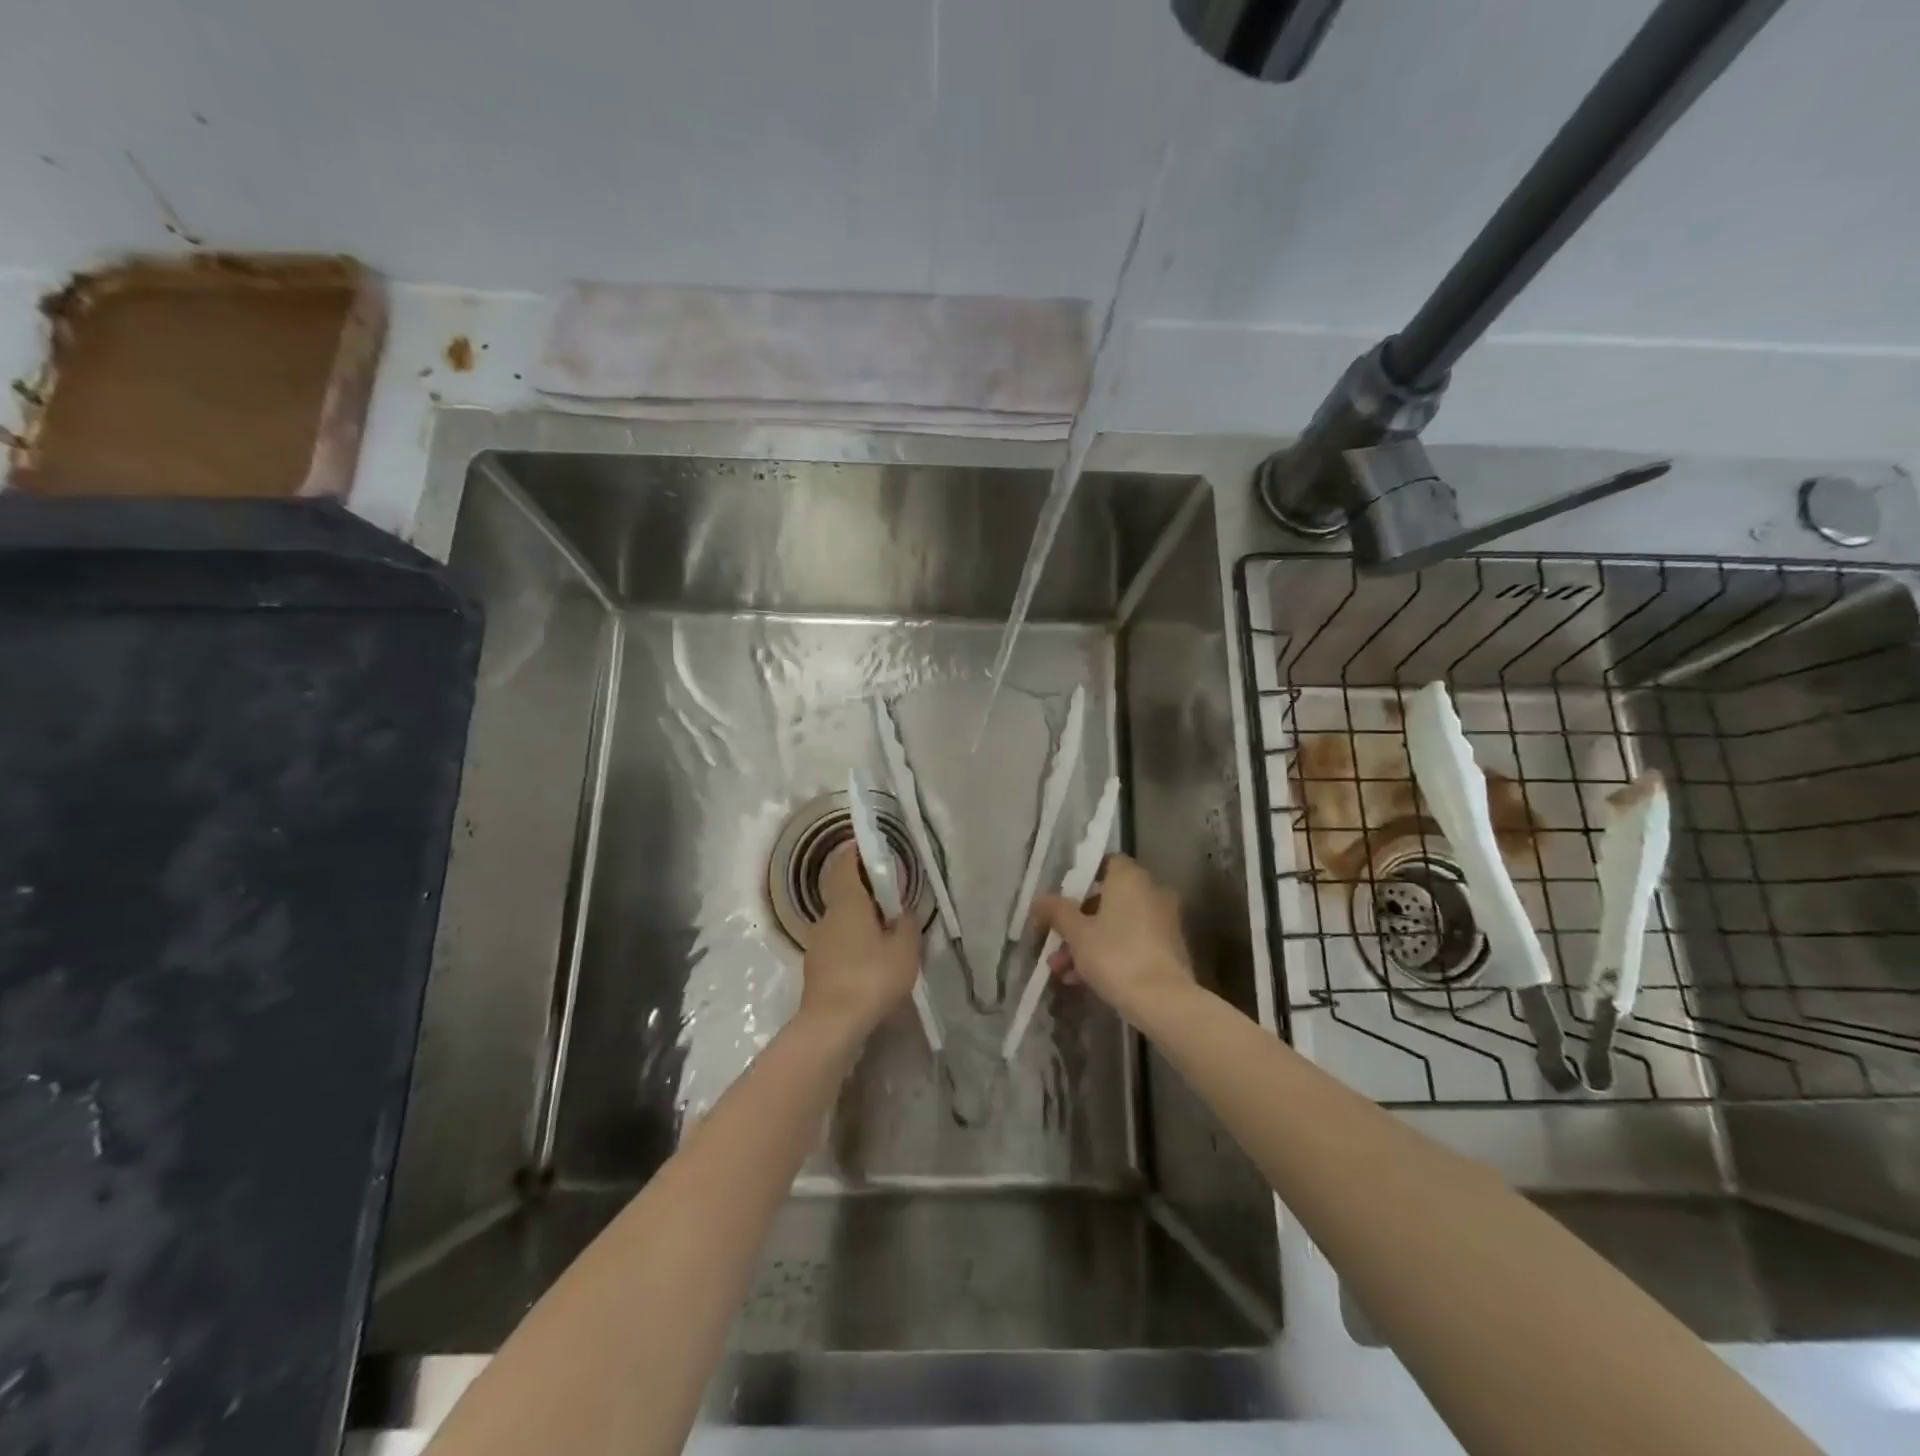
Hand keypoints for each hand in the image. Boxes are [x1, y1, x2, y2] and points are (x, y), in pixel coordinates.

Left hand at [799, 845, 921, 1039]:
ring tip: (884, 931)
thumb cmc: (871, 978)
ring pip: (840, 920)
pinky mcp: (815, 969)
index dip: (855, 852)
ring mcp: (817, 944)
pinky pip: (837, 943)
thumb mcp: (904, 949)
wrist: (832, 1026)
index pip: (844, 865)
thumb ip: (907, 924)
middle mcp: (827, 917)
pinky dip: (852, 942)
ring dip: (859, 919)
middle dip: (864, 889)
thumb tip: (902, 911)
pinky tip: (869, 960)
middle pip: (843, 892)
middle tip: (889, 895)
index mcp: (847, 903)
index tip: (870, 848)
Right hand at [1033, 853, 1196, 1022]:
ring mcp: (1163, 921)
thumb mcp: (1076, 933)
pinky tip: (1083, 980)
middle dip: (1077, 922)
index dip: (1079, 880)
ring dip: (1088, 943)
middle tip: (1054, 943)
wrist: (1164, 1002)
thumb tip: (1039, 899)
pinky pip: (1132, 942)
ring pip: (1117, 924)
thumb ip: (1056, 911)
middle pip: (1107, 898)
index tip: (1060, 901)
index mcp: (1130, 878)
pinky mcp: (1169, 949)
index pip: (1104, 863)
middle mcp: (1151, 892)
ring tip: (1062, 970)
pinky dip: (1109, 954)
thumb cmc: (1115, 956)